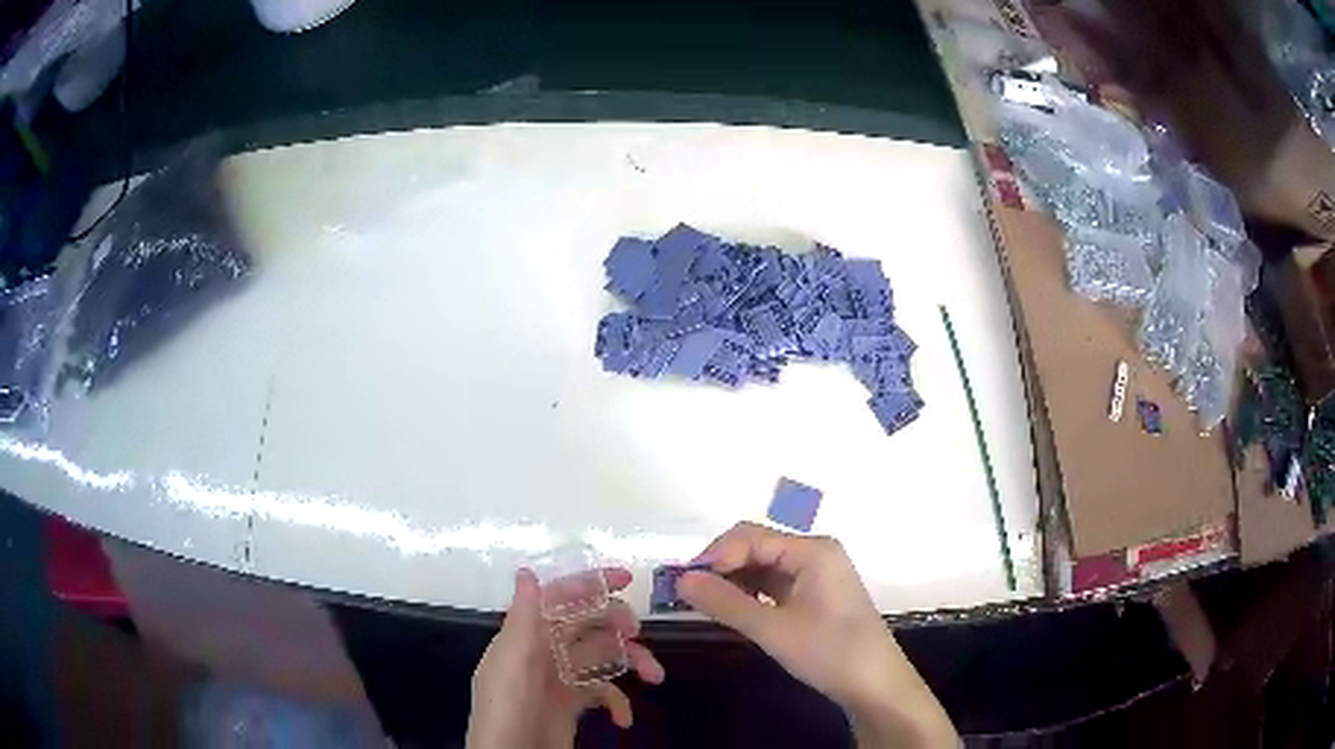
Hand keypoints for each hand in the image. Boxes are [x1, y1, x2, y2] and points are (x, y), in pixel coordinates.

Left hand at [466, 569, 664, 748]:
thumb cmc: (507, 708)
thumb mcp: (512, 663)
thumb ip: (523, 619)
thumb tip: (527, 571)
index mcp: (526, 635)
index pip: (558, 599)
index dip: (589, 585)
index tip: (626, 580)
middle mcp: (544, 652)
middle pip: (588, 625)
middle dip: (617, 624)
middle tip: (638, 631)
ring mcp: (560, 679)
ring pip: (603, 657)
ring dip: (630, 662)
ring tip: (655, 676)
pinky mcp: (572, 705)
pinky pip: (603, 693)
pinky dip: (619, 702)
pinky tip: (624, 718)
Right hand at [678, 522, 955, 747]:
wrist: (875, 685)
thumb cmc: (830, 652)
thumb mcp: (773, 629)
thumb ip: (726, 602)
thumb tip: (680, 579)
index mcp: (812, 550)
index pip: (750, 537)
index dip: (715, 555)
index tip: (683, 583)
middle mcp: (815, 554)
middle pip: (756, 548)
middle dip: (721, 567)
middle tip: (686, 594)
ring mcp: (816, 575)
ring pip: (763, 568)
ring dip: (732, 582)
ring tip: (702, 604)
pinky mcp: (814, 597)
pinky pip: (773, 586)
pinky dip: (749, 595)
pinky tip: (731, 610)